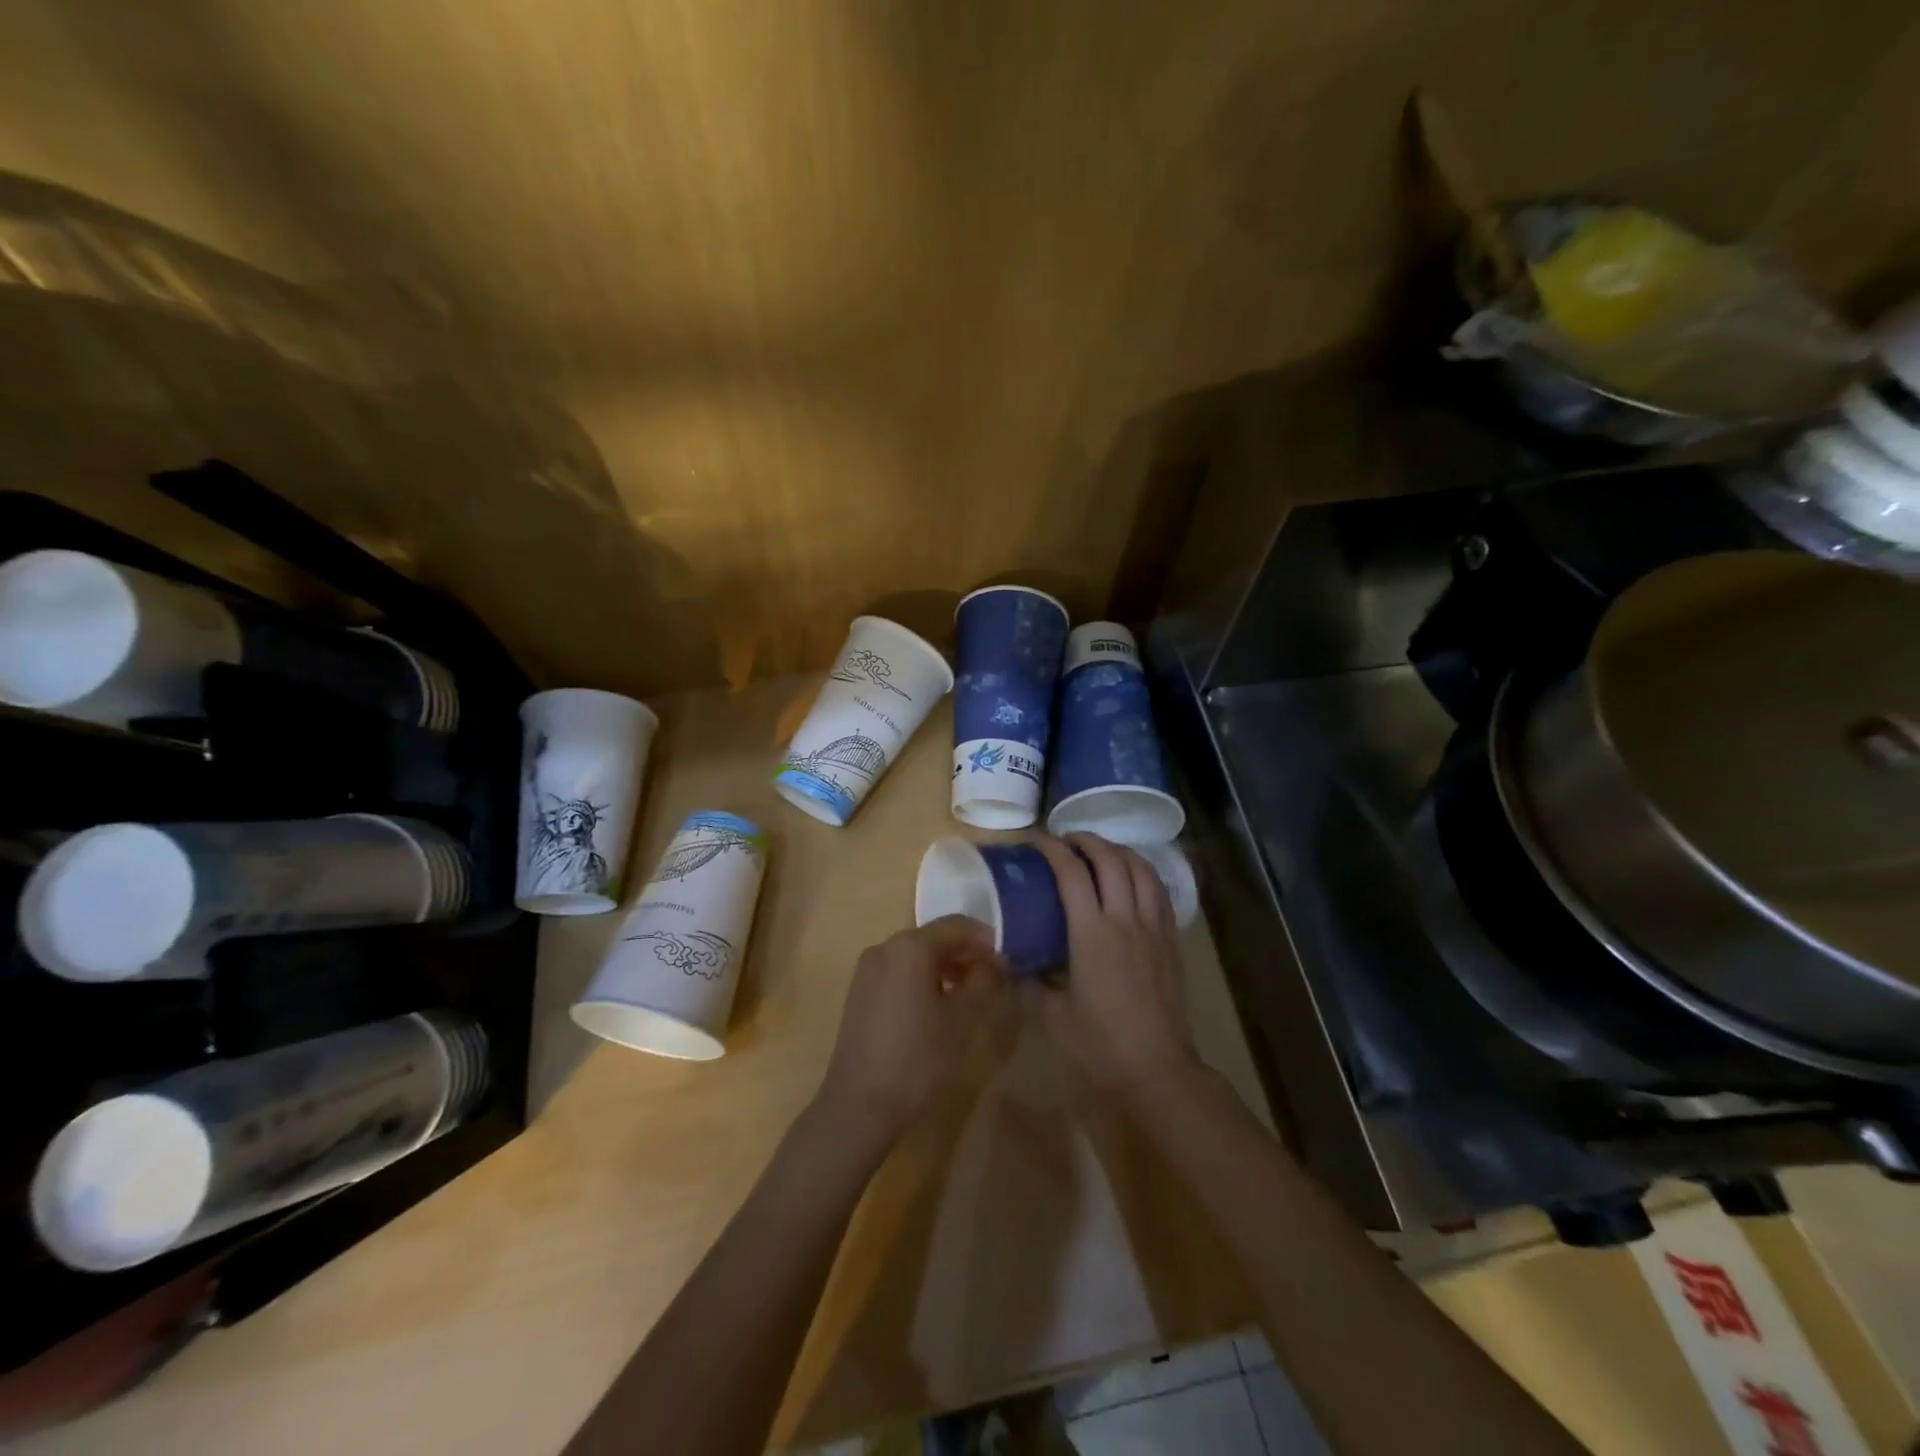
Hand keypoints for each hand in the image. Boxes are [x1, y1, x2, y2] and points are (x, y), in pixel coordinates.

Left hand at [816, 916, 1006, 1145]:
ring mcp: (867, 970)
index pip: (957, 925)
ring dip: (945, 967)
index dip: (986, 939)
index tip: (1007, 960)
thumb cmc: (918, 1058)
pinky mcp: (860, 992)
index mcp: (910, 946)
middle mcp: (885, 947)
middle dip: (965, 953)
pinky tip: (937, 1007)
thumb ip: (983, 981)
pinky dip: (922, 979)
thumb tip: (995, 960)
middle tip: (992, 979)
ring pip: (915, 956)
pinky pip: (899, 972)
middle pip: (934, 938)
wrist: (859, 1105)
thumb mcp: (962, 1020)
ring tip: (968, 995)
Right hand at [1032, 833, 1197, 1098]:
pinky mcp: (1171, 939)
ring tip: (1100, 851)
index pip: (1072, 874)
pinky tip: (1132, 877)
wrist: (1158, 1069)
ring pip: (1141, 868)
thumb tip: (1013, 960)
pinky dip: (1143, 871)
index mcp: (1092, 934)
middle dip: (1086, 840)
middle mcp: (1125, 920)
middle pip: (1110, 859)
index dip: (1053, 850)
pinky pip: (1159, 890)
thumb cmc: (1100, 1044)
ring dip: (1118, 850)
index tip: (1037, 841)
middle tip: (1066, 840)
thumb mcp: (1053, 1015)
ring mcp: (1153, 927)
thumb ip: (1031, 981)